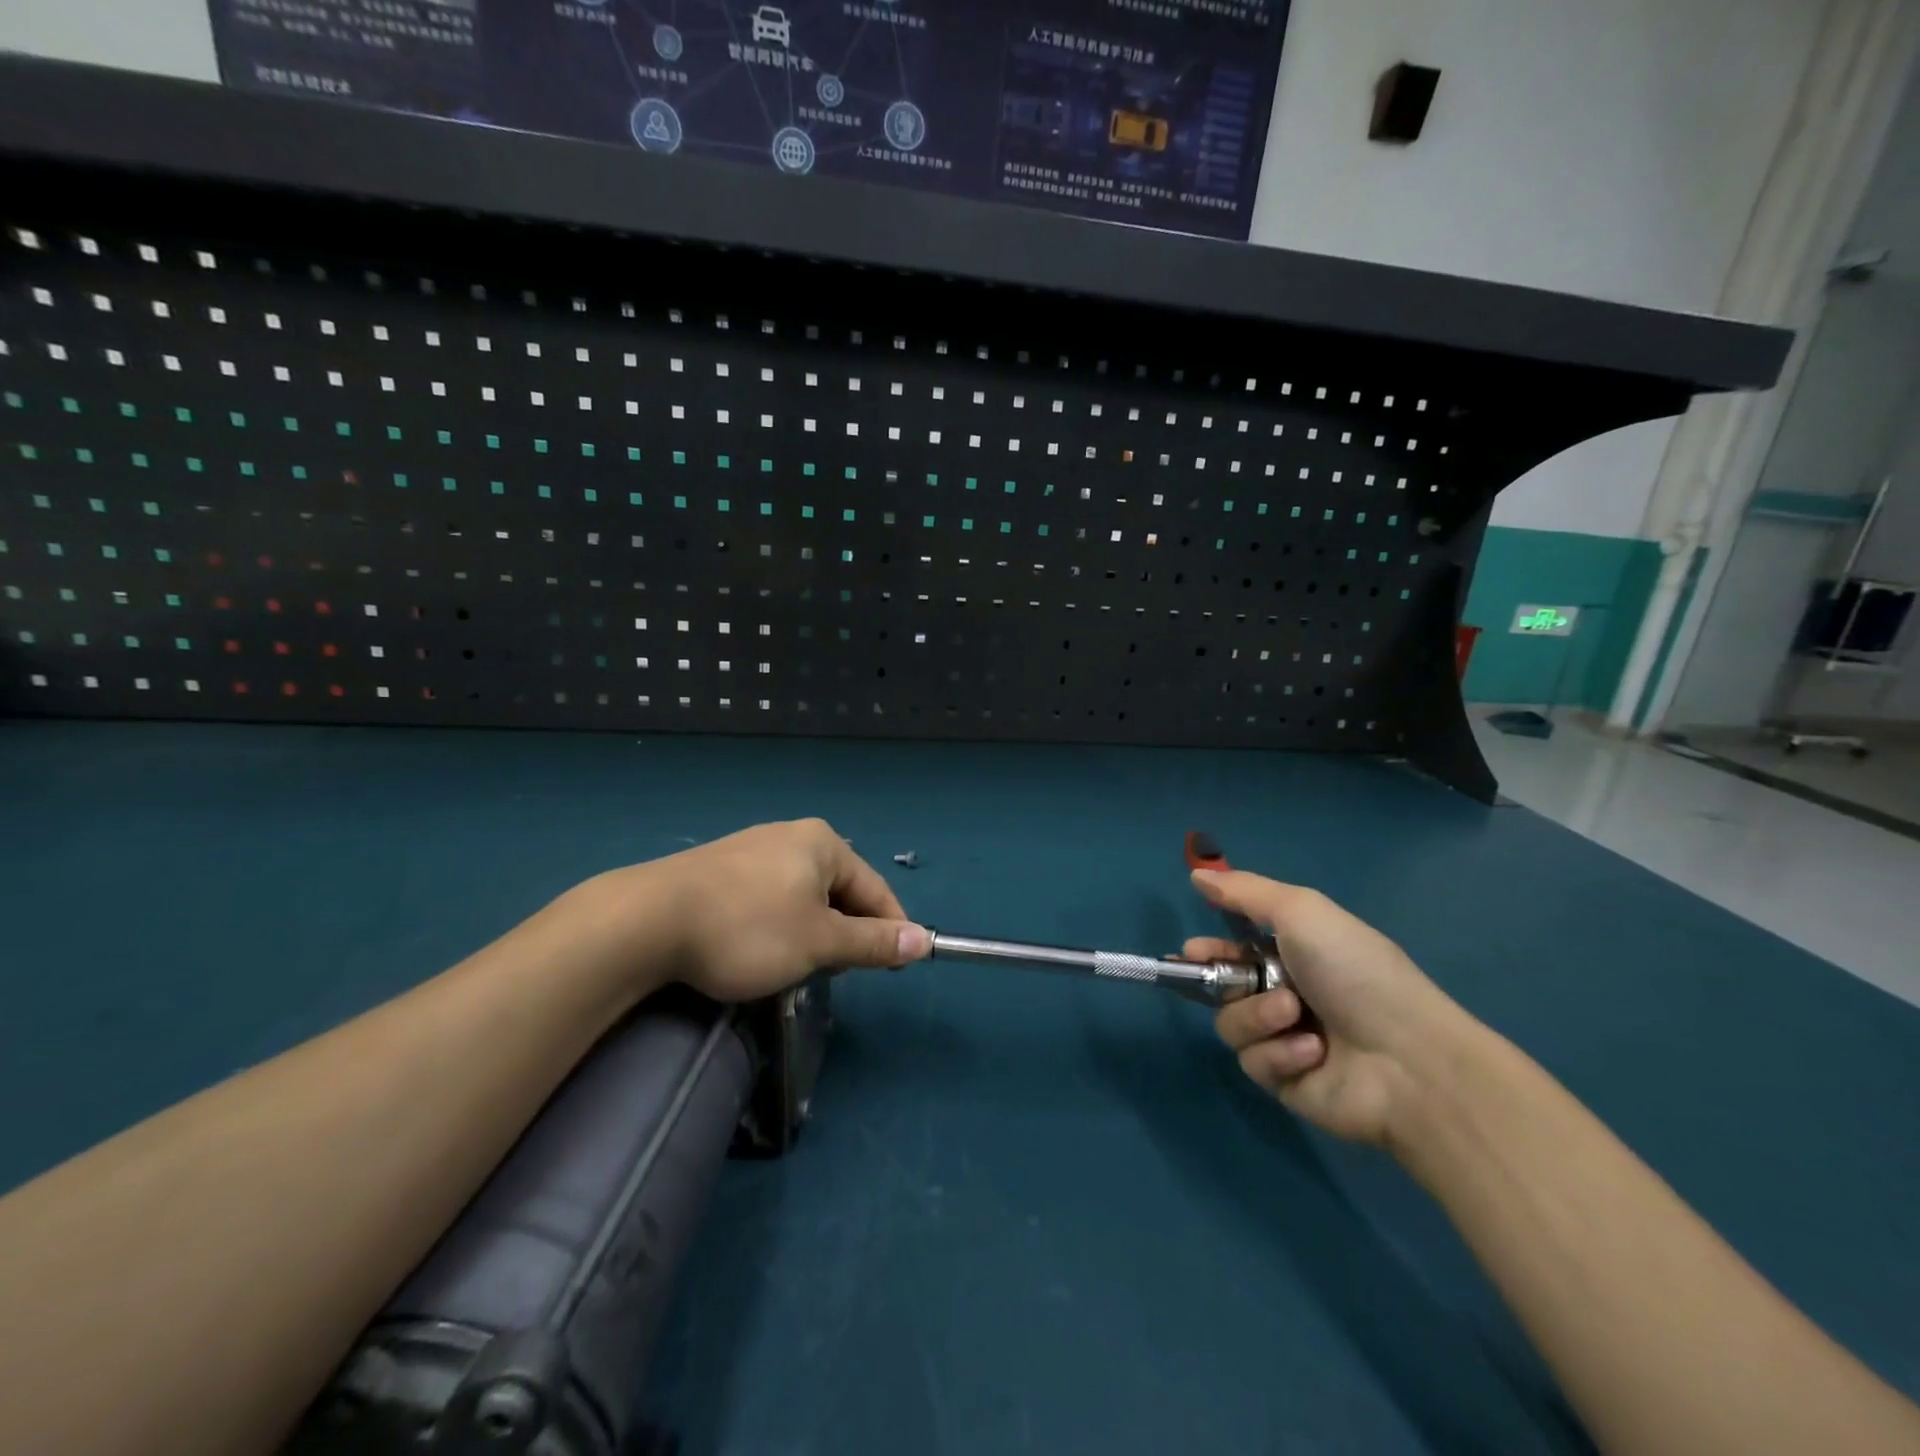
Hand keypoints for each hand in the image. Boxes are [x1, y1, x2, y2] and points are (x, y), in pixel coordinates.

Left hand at [584, 818, 930, 1004]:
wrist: (646, 920)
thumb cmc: (748, 929)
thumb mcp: (820, 943)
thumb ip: (874, 942)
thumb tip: (924, 940)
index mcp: (823, 843)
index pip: (875, 889)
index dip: (890, 930)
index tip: (896, 968)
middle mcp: (791, 836)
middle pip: (839, 891)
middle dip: (843, 933)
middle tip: (831, 972)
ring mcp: (751, 849)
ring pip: (802, 897)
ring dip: (810, 933)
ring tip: (792, 965)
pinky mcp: (719, 868)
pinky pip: (768, 898)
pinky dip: (776, 926)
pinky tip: (755, 949)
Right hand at [1187, 869, 1473, 1146]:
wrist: (1408, 1059)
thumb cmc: (1355, 972)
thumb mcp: (1302, 912)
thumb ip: (1245, 892)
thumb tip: (1196, 874)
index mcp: (1295, 955)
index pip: (1235, 949)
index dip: (1209, 949)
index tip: (1190, 950)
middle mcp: (1287, 995)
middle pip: (1224, 987)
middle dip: (1219, 980)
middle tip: (1224, 980)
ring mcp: (1285, 1041)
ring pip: (1232, 1023)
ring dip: (1257, 1015)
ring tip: (1294, 1015)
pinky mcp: (1285, 1083)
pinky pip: (1254, 1061)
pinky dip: (1278, 1053)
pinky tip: (1311, 1052)